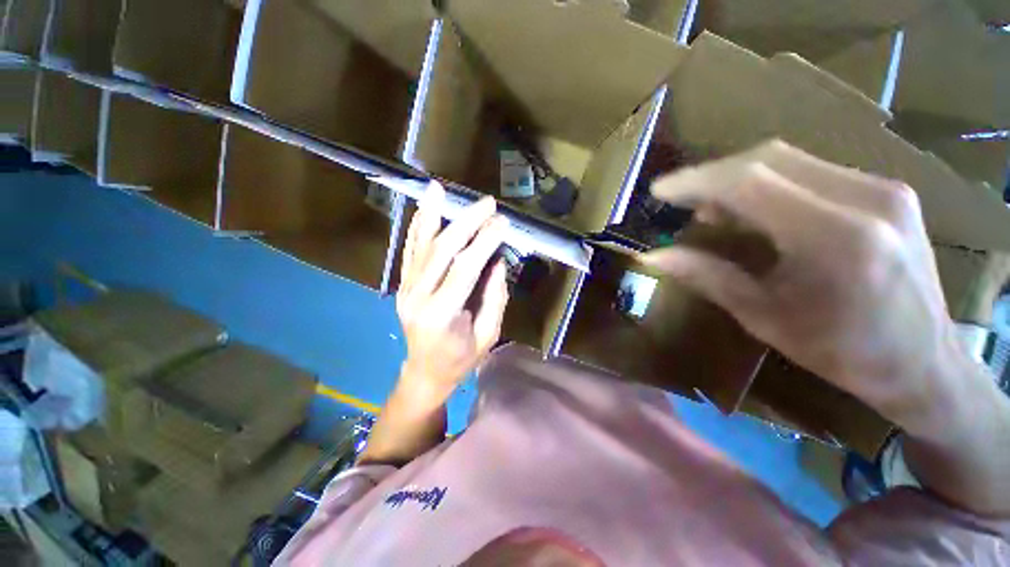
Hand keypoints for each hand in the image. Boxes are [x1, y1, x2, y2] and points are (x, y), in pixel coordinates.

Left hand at [396, 182, 509, 405]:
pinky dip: (416, 228)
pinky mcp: (402, 286)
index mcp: (442, 315)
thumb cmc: (460, 360)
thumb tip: (497, 261)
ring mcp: (406, 289)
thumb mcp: (489, 336)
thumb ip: (495, 298)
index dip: (485, 242)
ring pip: (420, 245)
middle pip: (442, 250)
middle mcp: (418, 297)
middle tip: (487, 204)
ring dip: (432, 214)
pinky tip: (422, 209)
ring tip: (438, 188)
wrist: (424, 373)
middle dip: (466, 223)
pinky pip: (409, 252)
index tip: (502, 224)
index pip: (465, 268)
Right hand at [640, 141, 959, 428]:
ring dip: (738, 179)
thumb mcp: (764, 317)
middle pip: (768, 159)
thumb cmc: (842, 352)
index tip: (659, 190)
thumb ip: (707, 276)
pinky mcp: (886, 189)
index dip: (696, 181)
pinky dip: (769, 184)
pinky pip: (811, 170)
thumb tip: (653, 256)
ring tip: (712, 210)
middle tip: (680, 201)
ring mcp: (883, 188)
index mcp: (836, 238)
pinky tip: (754, 210)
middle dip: (712, 176)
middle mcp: (866, 198)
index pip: (750, 182)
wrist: (926, 361)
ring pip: (788, 160)